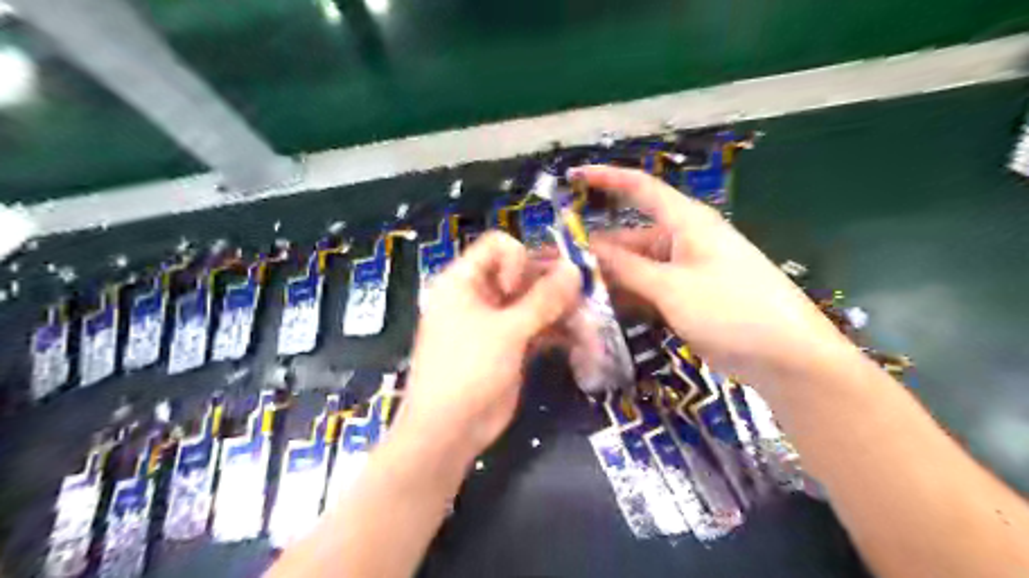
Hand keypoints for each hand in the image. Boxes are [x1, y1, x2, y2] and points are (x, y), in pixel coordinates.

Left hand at [398, 233, 580, 461]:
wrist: (449, 431)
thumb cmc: (468, 370)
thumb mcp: (507, 331)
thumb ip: (543, 299)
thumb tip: (575, 268)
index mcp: (463, 281)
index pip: (498, 246)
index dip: (519, 259)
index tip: (525, 287)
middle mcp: (479, 296)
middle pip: (521, 273)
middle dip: (552, 282)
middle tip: (581, 295)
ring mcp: (496, 322)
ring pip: (533, 302)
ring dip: (560, 307)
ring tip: (588, 317)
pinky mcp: (510, 346)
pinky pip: (537, 327)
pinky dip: (557, 330)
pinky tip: (582, 337)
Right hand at [576, 165, 858, 384]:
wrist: (786, 357)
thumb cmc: (733, 309)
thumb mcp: (673, 287)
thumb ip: (627, 268)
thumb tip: (585, 251)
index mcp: (686, 222)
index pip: (640, 188)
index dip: (605, 179)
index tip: (572, 178)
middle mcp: (682, 241)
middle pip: (629, 238)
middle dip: (593, 250)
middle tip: (553, 264)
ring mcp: (683, 272)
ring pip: (635, 268)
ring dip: (606, 278)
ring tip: (567, 290)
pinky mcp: (684, 299)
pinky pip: (646, 290)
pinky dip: (624, 297)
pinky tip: (597, 309)